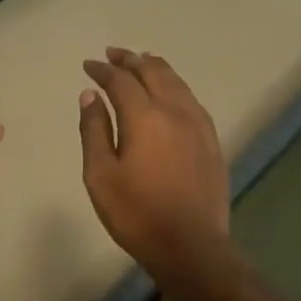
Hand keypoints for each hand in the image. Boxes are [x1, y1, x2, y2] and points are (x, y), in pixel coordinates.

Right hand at [79, 48, 228, 280]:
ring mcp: (199, 125)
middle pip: (153, 72)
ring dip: (155, 68)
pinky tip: (171, 93)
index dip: (102, 70)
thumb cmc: (136, 213)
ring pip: (177, 82)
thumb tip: (91, 96)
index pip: (121, 81)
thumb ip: (94, 131)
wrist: (190, 245)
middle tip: (113, 54)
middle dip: (130, 60)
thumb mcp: (100, 175)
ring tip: (142, 62)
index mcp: (145, 117)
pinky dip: (175, 86)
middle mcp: (175, 111)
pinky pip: (191, 100)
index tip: (88, 65)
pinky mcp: (212, 141)